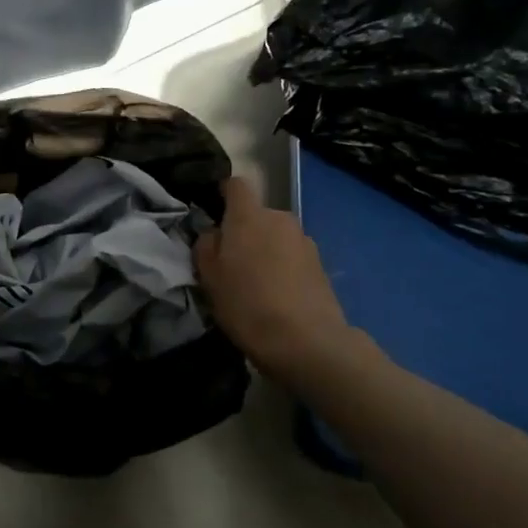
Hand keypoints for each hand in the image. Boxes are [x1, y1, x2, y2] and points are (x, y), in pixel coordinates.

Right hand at [195, 177, 363, 384]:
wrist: (307, 341)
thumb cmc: (247, 304)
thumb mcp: (209, 277)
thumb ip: (206, 246)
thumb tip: (214, 233)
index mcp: (249, 216)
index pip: (236, 185)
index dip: (223, 193)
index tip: (213, 212)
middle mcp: (280, 219)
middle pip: (257, 215)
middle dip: (244, 231)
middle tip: (231, 262)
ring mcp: (305, 241)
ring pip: (276, 237)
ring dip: (265, 251)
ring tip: (256, 284)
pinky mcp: (321, 265)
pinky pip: (292, 257)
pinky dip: (283, 268)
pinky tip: (277, 296)